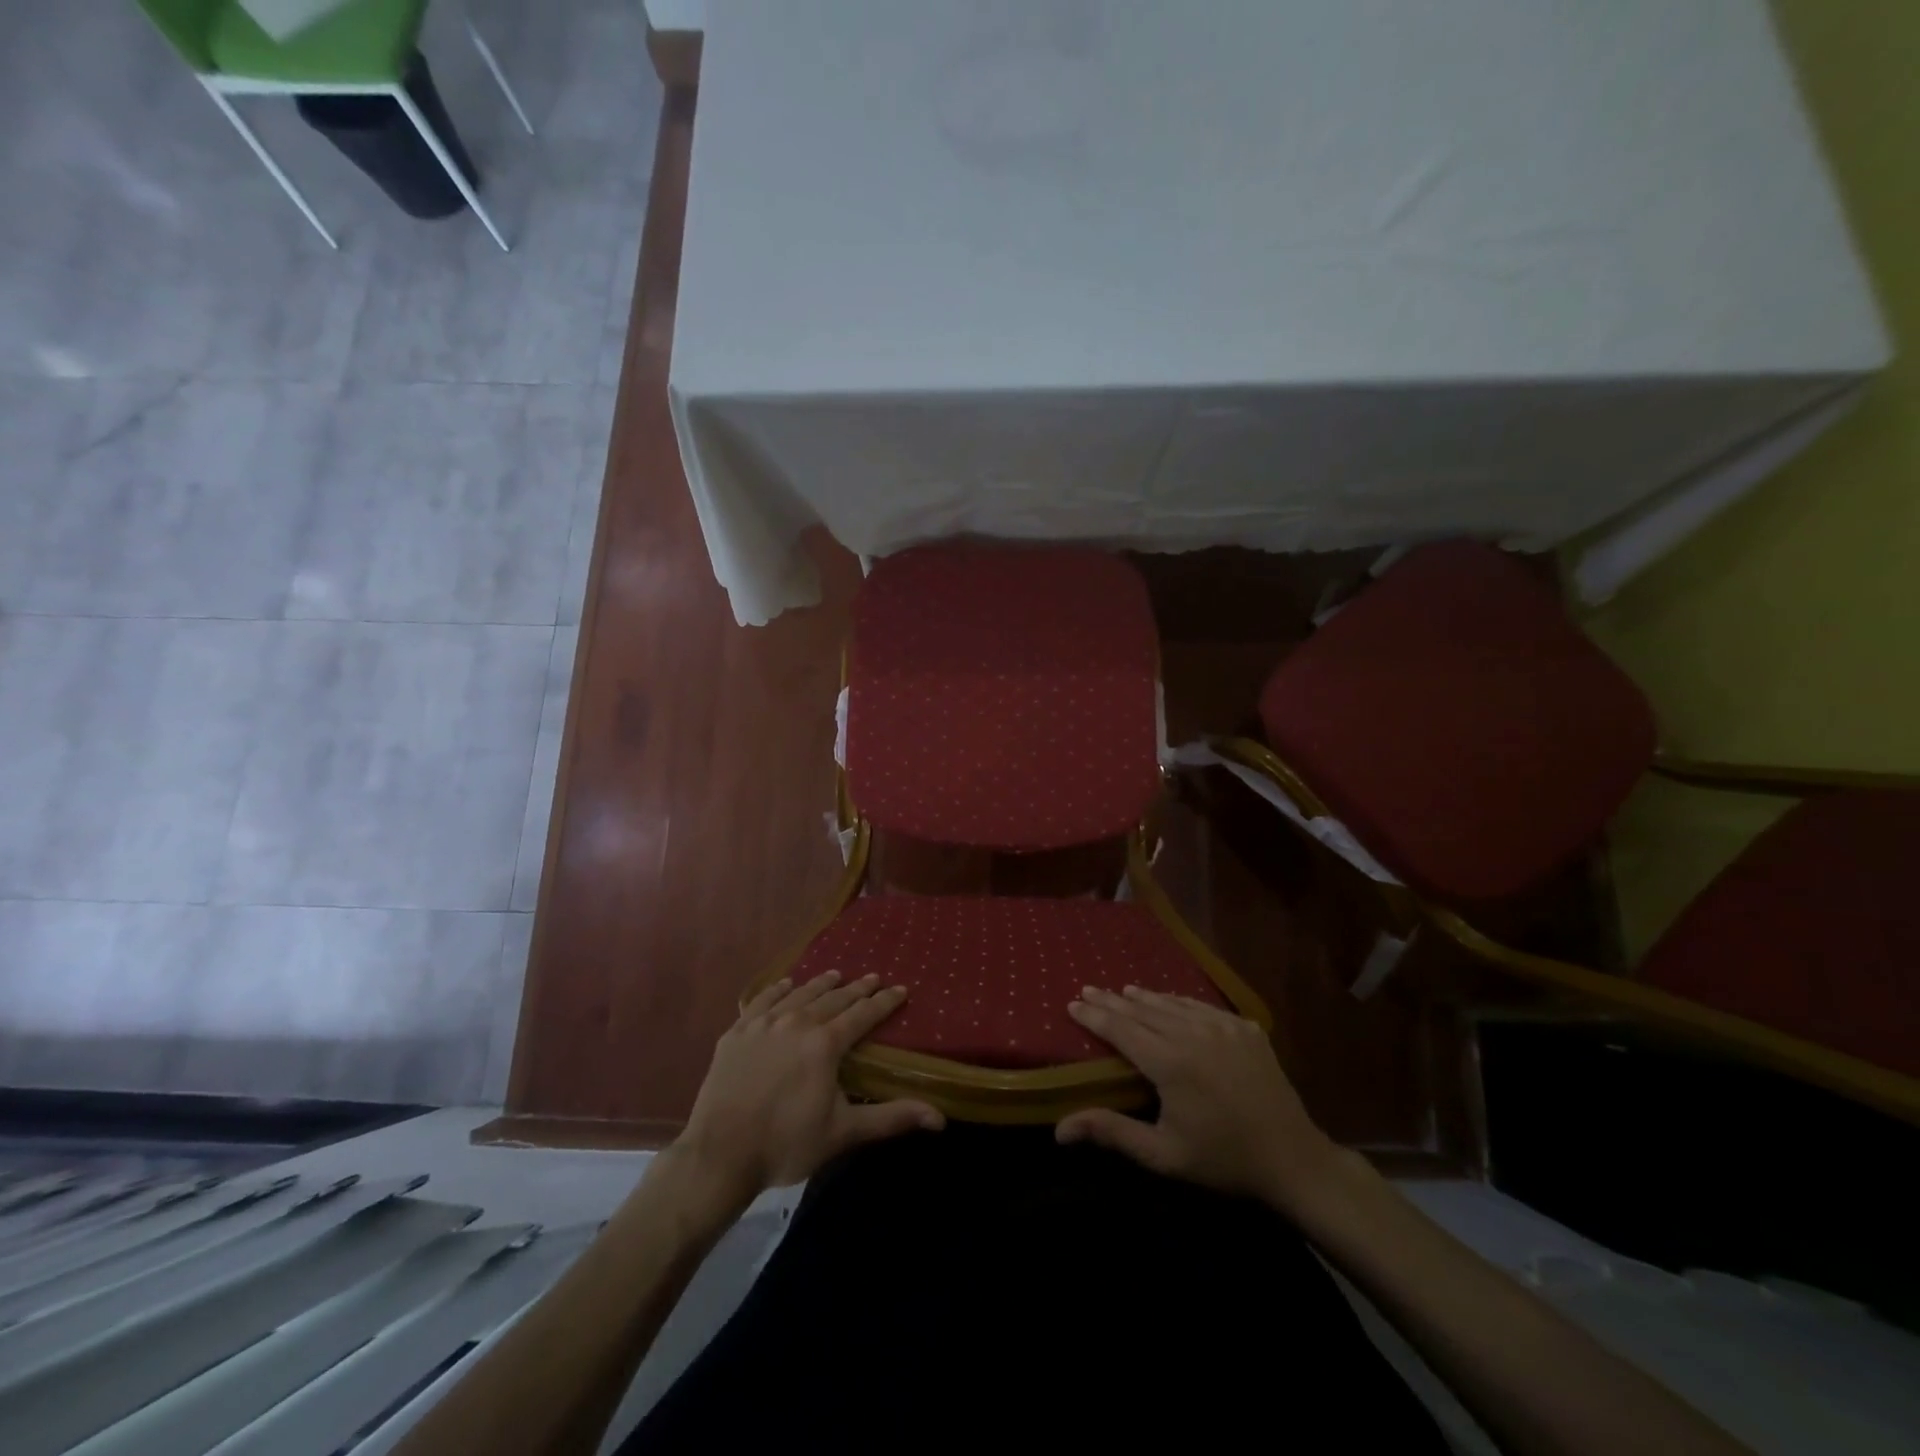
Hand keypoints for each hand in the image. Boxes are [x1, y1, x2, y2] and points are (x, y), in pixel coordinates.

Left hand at [674, 972, 943, 1204]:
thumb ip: (891, 1118)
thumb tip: (939, 1118)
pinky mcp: (736, 1032)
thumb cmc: (786, 1144)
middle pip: (833, 998)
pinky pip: (762, 1000)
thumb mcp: (844, 1132)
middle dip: (856, 988)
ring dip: (820, 983)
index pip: (863, 1014)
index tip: (900, 988)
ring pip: (799, 994)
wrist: (720, 1154)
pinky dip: (778, 990)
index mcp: (825, 1043)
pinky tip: (786, 984)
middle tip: (872, 977)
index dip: (884, 1001)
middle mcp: (797, 1022)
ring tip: (835, 974)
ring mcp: (763, 1024)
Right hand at [1056, 986, 1338, 1208]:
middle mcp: (1193, 1033)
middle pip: (1143, 1009)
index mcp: (1170, 1062)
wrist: (1294, 1159)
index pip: (1121, 1029)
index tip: (1072, 1004)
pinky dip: (1179, 1003)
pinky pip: (1202, 1007)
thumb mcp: (1163, 1154)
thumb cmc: (1222, 1160)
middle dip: (1112, 1000)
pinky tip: (1170, 1002)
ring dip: (1144, 997)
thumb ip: (1112, 1132)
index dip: (1094, 1016)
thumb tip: (1060, 1130)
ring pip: (1173, 1003)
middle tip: (1089, 989)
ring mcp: (1223, 1026)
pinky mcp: (1245, 1028)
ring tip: (1123, 991)